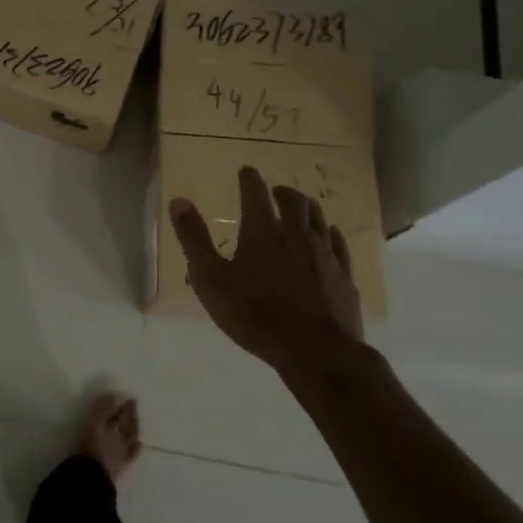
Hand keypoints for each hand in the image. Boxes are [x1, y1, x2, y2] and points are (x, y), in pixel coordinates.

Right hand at [169, 165, 370, 379]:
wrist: (315, 351)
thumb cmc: (255, 314)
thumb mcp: (210, 279)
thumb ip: (194, 239)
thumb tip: (179, 200)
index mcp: (262, 231)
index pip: (255, 193)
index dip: (249, 179)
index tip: (246, 171)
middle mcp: (297, 234)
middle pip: (294, 202)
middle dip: (282, 192)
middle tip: (276, 190)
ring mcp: (325, 254)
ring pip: (319, 219)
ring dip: (307, 208)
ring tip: (301, 208)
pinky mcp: (344, 276)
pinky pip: (339, 245)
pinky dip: (330, 234)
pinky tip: (329, 236)